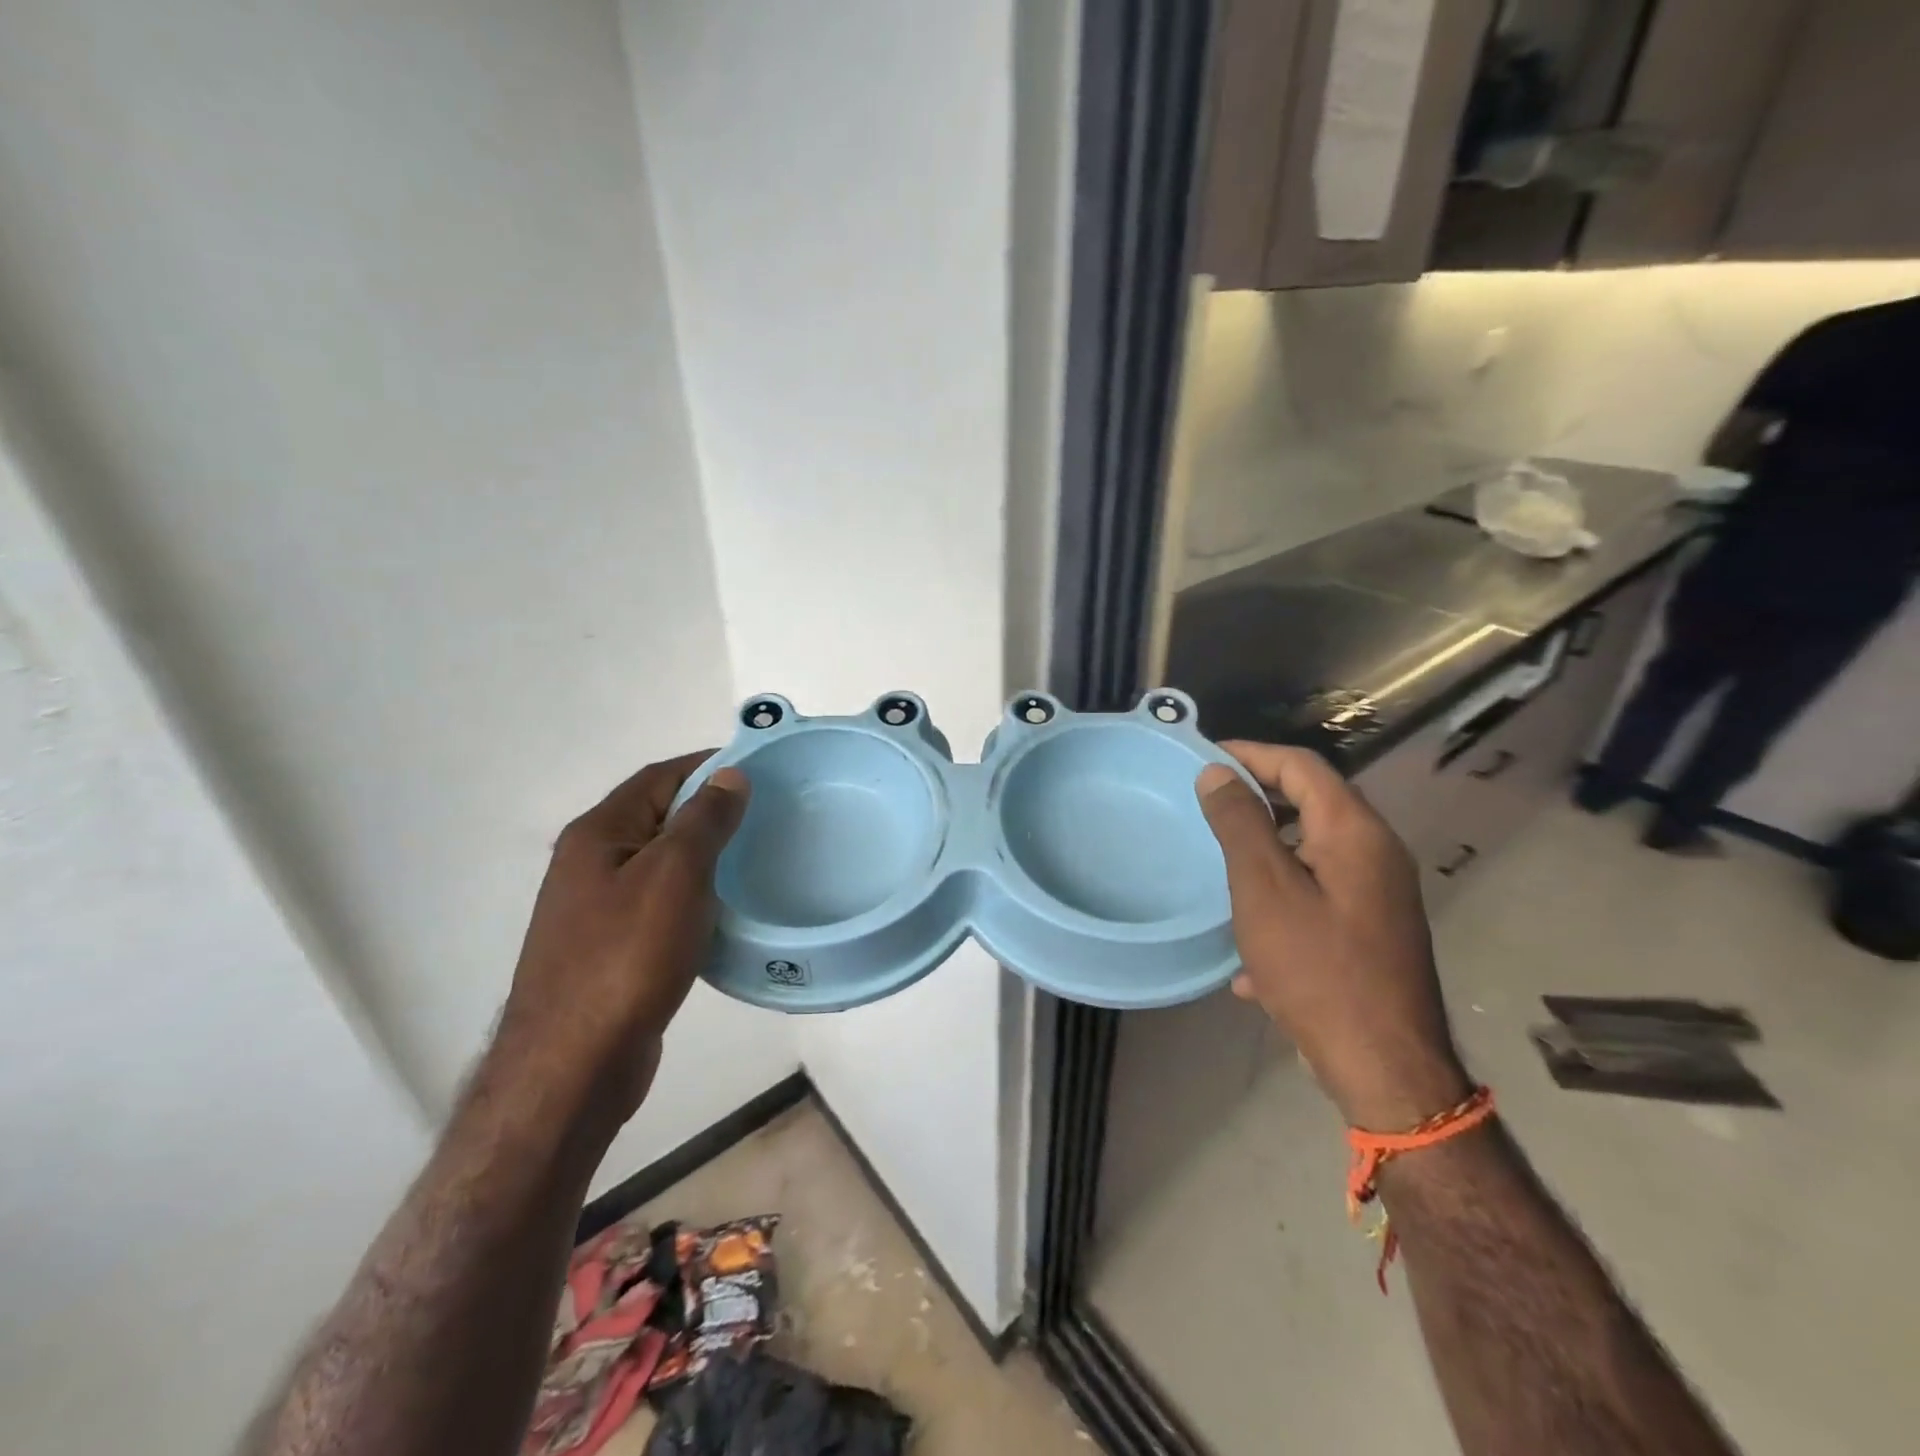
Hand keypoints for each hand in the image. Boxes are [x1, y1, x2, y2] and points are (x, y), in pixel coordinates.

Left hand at [494, 753, 749, 1134]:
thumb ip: (703, 820)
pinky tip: (724, 910)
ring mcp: (596, 909)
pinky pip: (659, 903)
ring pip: (660, 862)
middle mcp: (589, 863)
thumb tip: (729, 776)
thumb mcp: (674, 875)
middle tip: (767, 814)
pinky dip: (693, 895)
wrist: (573, 1065)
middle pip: (657, 816)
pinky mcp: (610, 949)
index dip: (708, 765)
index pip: (659, 776)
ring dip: (703, 854)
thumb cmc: (626, 957)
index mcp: (598, 834)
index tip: (759, 768)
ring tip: (755, 857)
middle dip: (709, 809)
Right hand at [1195, 742, 1468, 1130]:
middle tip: (1208, 804)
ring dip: (1268, 847)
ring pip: (1313, 849)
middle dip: (1259, 797)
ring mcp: (1378, 894)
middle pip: (1312, 802)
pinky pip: (1319, 893)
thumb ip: (1240, 823)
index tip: (1205, 758)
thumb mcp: (1264, 889)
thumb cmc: (1317, 967)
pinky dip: (1283, 895)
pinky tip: (1252, 940)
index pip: (1302, 765)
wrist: (1384, 1066)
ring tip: (1222, 861)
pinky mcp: (1372, 929)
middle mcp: (1376, 853)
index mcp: (1354, 832)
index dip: (1252, 753)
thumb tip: (1218, 773)